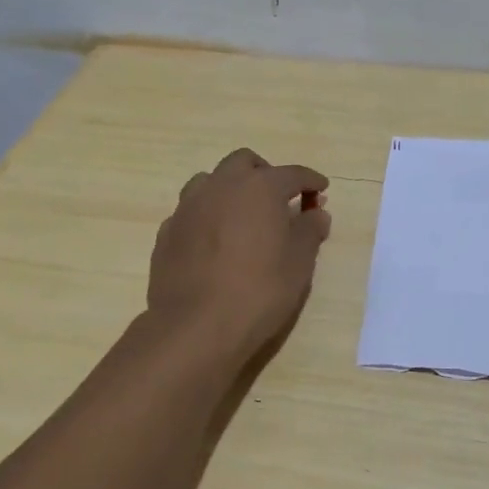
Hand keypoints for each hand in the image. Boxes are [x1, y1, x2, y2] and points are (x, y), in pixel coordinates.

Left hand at [146, 148, 330, 362]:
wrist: (195, 326)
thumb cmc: (258, 291)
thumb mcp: (299, 263)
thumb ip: (309, 231)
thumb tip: (316, 213)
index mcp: (259, 187)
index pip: (292, 173)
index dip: (311, 180)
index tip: (321, 189)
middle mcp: (221, 186)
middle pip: (244, 162)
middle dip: (265, 173)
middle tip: (279, 199)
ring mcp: (189, 207)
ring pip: (211, 180)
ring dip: (230, 189)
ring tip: (243, 216)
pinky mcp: (167, 231)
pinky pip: (191, 211)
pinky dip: (207, 216)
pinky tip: (214, 241)